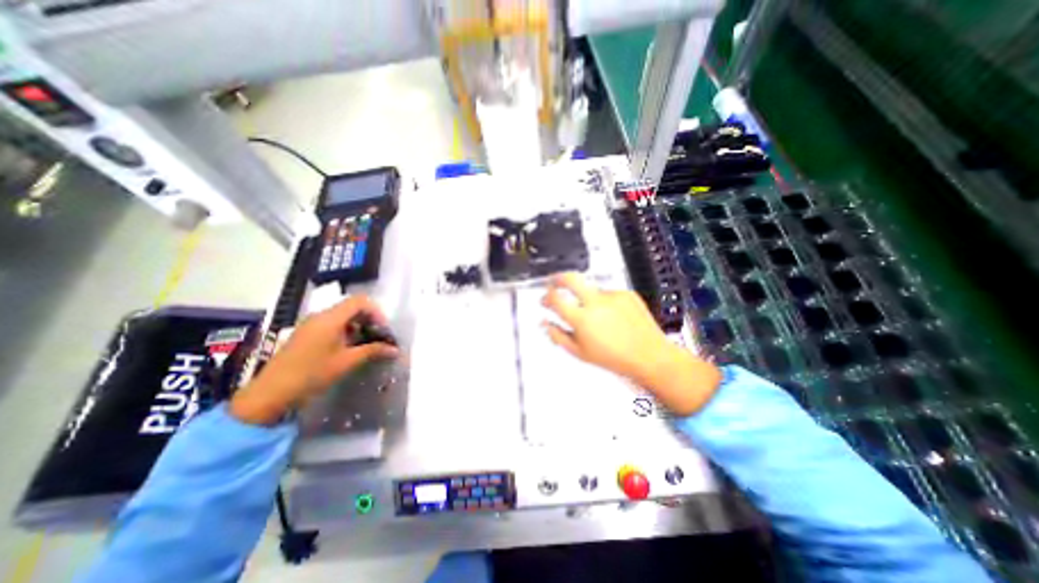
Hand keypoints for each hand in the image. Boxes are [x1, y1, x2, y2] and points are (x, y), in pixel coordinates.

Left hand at [229, 295, 398, 424]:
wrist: (270, 394)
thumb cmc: (312, 374)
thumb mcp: (347, 362)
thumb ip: (373, 351)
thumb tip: (395, 350)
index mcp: (330, 318)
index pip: (360, 301)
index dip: (376, 312)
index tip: (383, 330)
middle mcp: (320, 316)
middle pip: (352, 307)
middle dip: (369, 320)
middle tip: (379, 337)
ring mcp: (311, 324)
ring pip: (342, 316)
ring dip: (359, 326)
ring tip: (367, 344)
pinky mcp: (306, 334)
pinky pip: (332, 324)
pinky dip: (346, 331)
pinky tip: (349, 348)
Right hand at [544, 273, 724, 413]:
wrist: (649, 355)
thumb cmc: (616, 358)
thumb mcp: (579, 352)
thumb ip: (558, 335)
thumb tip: (545, 323)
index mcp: (582, 319)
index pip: (555, 299)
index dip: (546, 297)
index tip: (545, 299)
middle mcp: (596, 303)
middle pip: (570, 278)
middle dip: (557, 278)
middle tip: (554, 282)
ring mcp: (612, 296)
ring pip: (591, 289)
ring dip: (587, 298)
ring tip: (599, 319)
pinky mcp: (626, 293)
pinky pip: (609, 294)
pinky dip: (606, 302)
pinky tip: (613, 317)